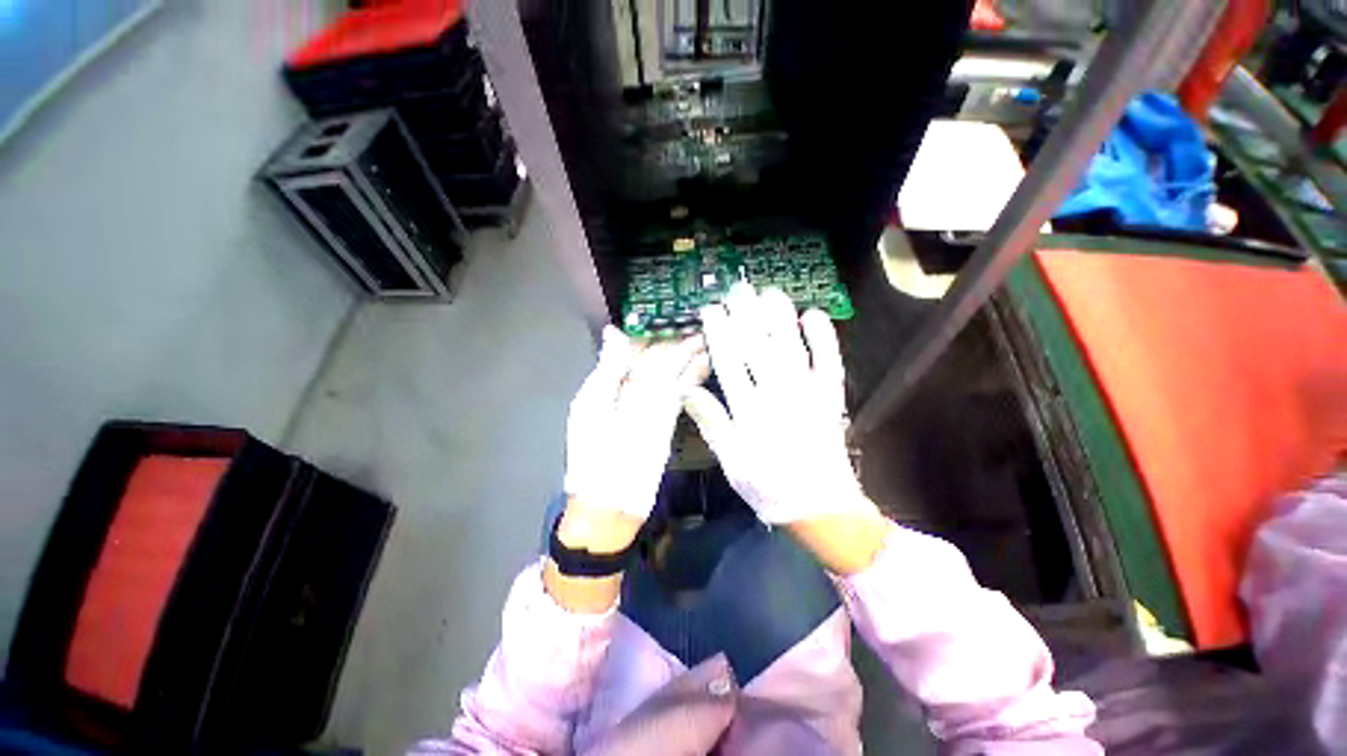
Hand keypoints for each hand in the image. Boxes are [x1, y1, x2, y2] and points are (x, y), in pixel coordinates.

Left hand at [563, 326, 707, 532]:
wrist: (612, 500)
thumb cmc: (594, 454)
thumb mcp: (594, 406)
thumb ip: (609, 369)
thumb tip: (614, 332)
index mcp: (607, 383)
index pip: (630, 351)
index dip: (648, 334)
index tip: (667, 317)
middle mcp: (630, 389)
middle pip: (654, 361)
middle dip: (673, 343)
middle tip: (694, 325)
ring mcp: (650, 404)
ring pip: (670, 373)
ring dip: (687, 357)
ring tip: (705, 338)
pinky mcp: (667, 418)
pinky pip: (680, 391)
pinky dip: (691, 377)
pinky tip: (704, 363)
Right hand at [683, 283, 873, 524]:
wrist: (820, 508)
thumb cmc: (769, 486)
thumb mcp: (731, 462)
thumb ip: (712, 423)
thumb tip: (687, 390)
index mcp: (749, 411)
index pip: (730, 362)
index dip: (719, 333)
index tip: (711, 310)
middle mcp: (778, 395)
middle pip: (758, 347)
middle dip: (745, 315)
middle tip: (736, 289)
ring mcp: (808, 394)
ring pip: (791, 347)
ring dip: (779, 317)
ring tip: (768, 293)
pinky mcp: (830, 398)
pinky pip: (829, 362)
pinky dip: (824, 338)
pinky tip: (814, 315)